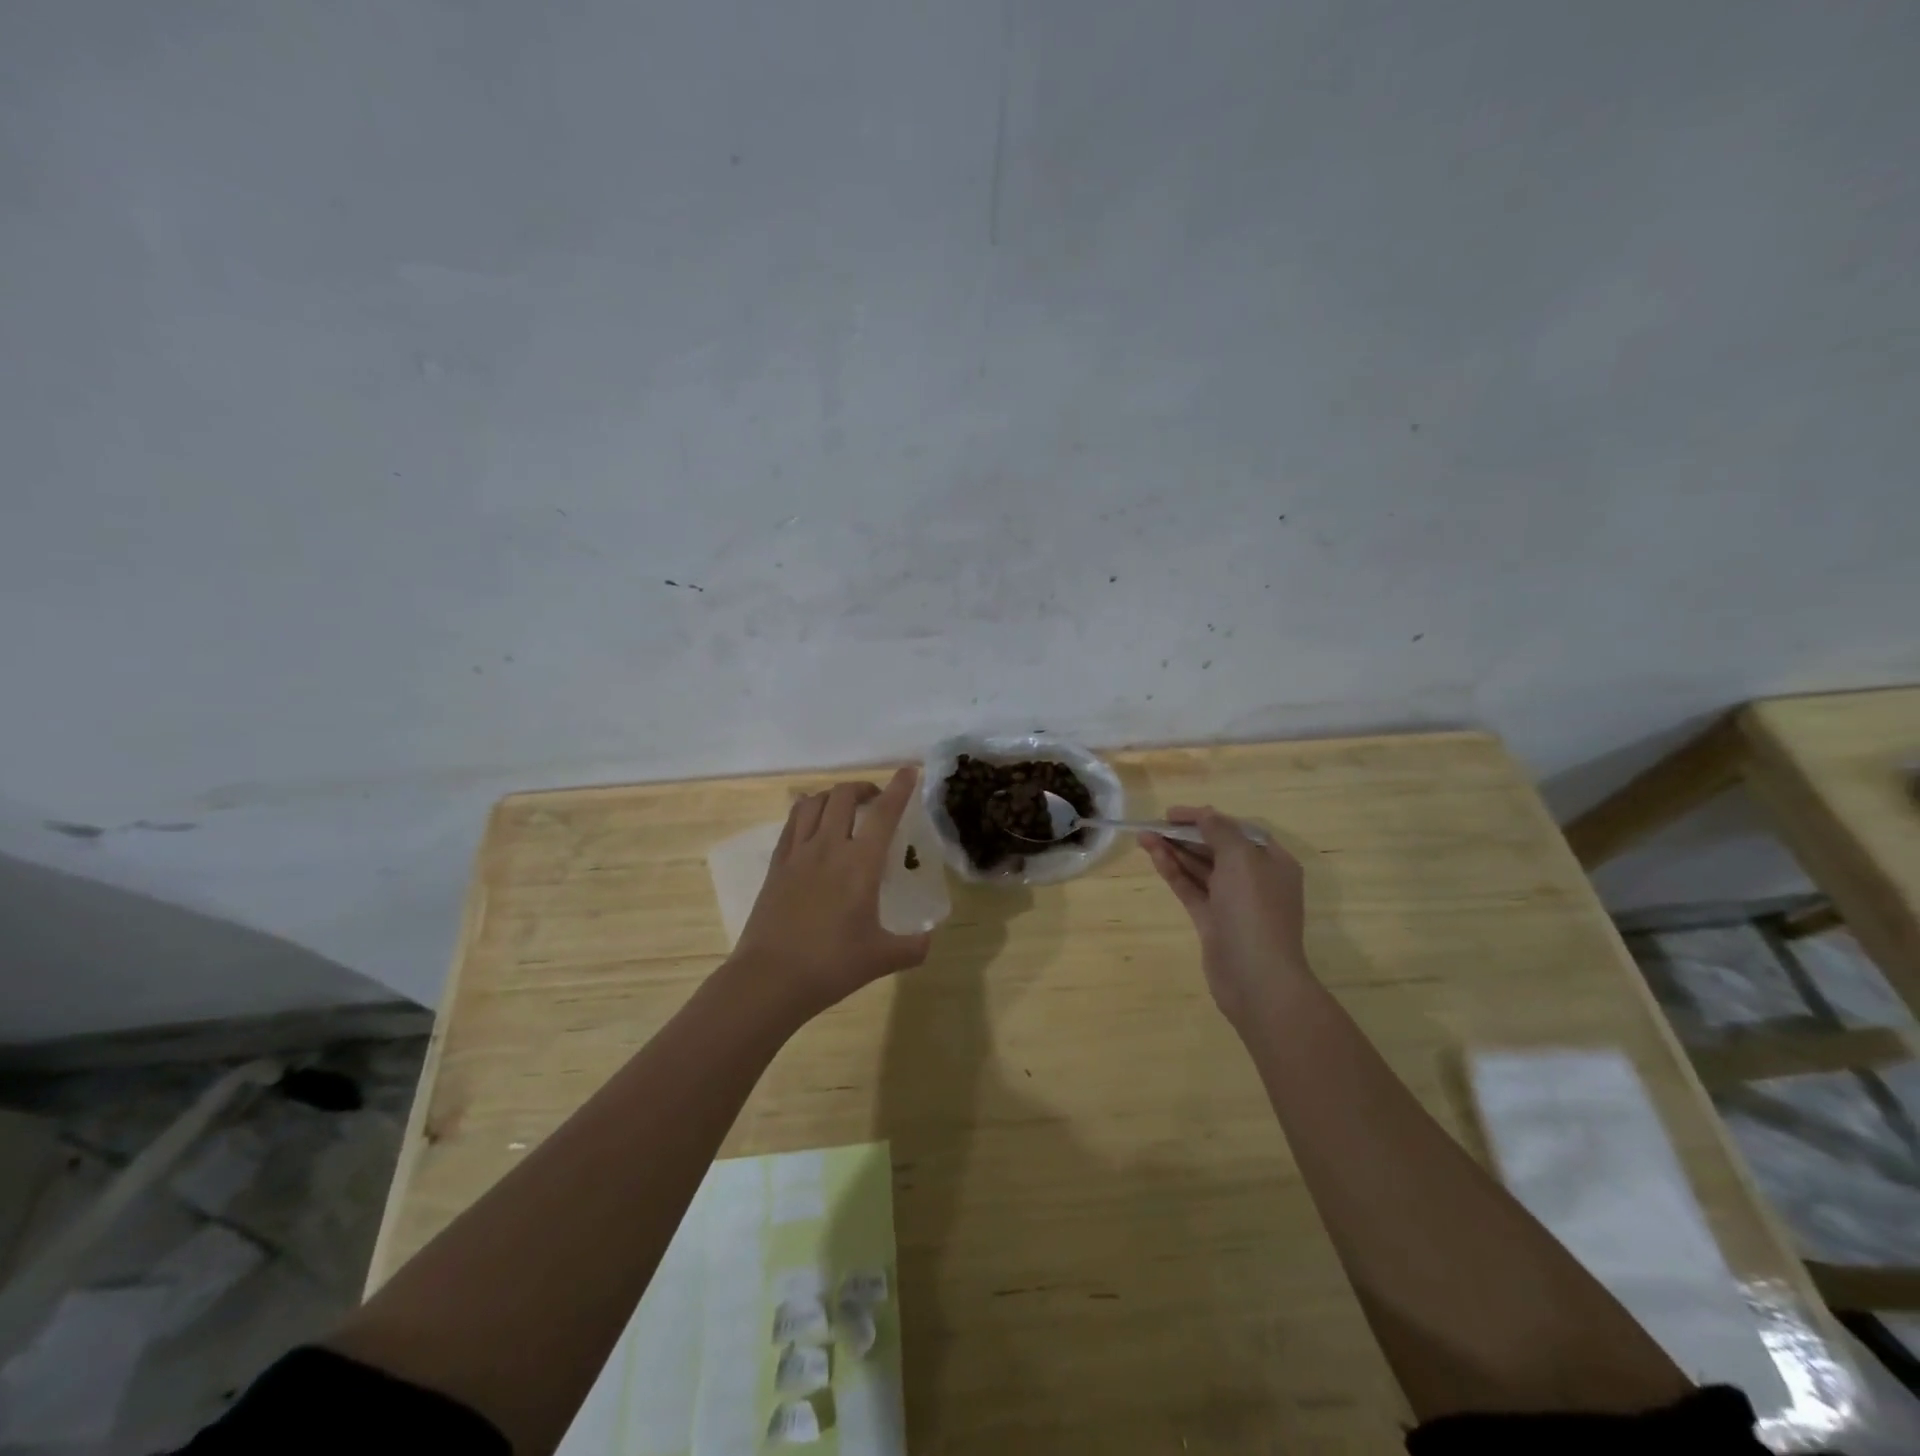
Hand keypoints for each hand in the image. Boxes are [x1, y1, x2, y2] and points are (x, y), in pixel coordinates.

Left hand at [731, 766, 932, 1018]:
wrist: (770, 978)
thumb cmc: (831, 965)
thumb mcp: (882, 958)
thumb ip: (913, 946)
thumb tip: (929, 939)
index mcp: (861, 864)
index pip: (884, 813)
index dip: (899, 788)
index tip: (909, 771)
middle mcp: (829, 847)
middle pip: (844, 796)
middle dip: (863, 788)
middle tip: (875, 801)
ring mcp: (797, 853)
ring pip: (814, 803)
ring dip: (833, 796)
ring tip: (844, 808)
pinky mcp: (776, 865)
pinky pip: (791, 823)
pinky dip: (805, 811)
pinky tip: (811, 822)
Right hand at [1140, 807, 1309, 1025]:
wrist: (1256, 977)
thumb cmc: (1254, 910)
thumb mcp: (1241, 859)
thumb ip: (1220, 831)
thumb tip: (1205, 814)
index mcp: (1272, 862)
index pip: (1236, 830)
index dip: (1205, 817)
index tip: (1173, 813)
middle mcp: (1255, 880)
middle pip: (1216, 848)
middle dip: (1185, 835)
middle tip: (1154, 825)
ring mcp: (1233, 903)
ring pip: (1200, 869)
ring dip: (1174, 851)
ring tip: (1144, 837)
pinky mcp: (1213, 922)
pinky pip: (1191, 889)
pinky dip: (1174, 873)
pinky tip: (1155, 858)